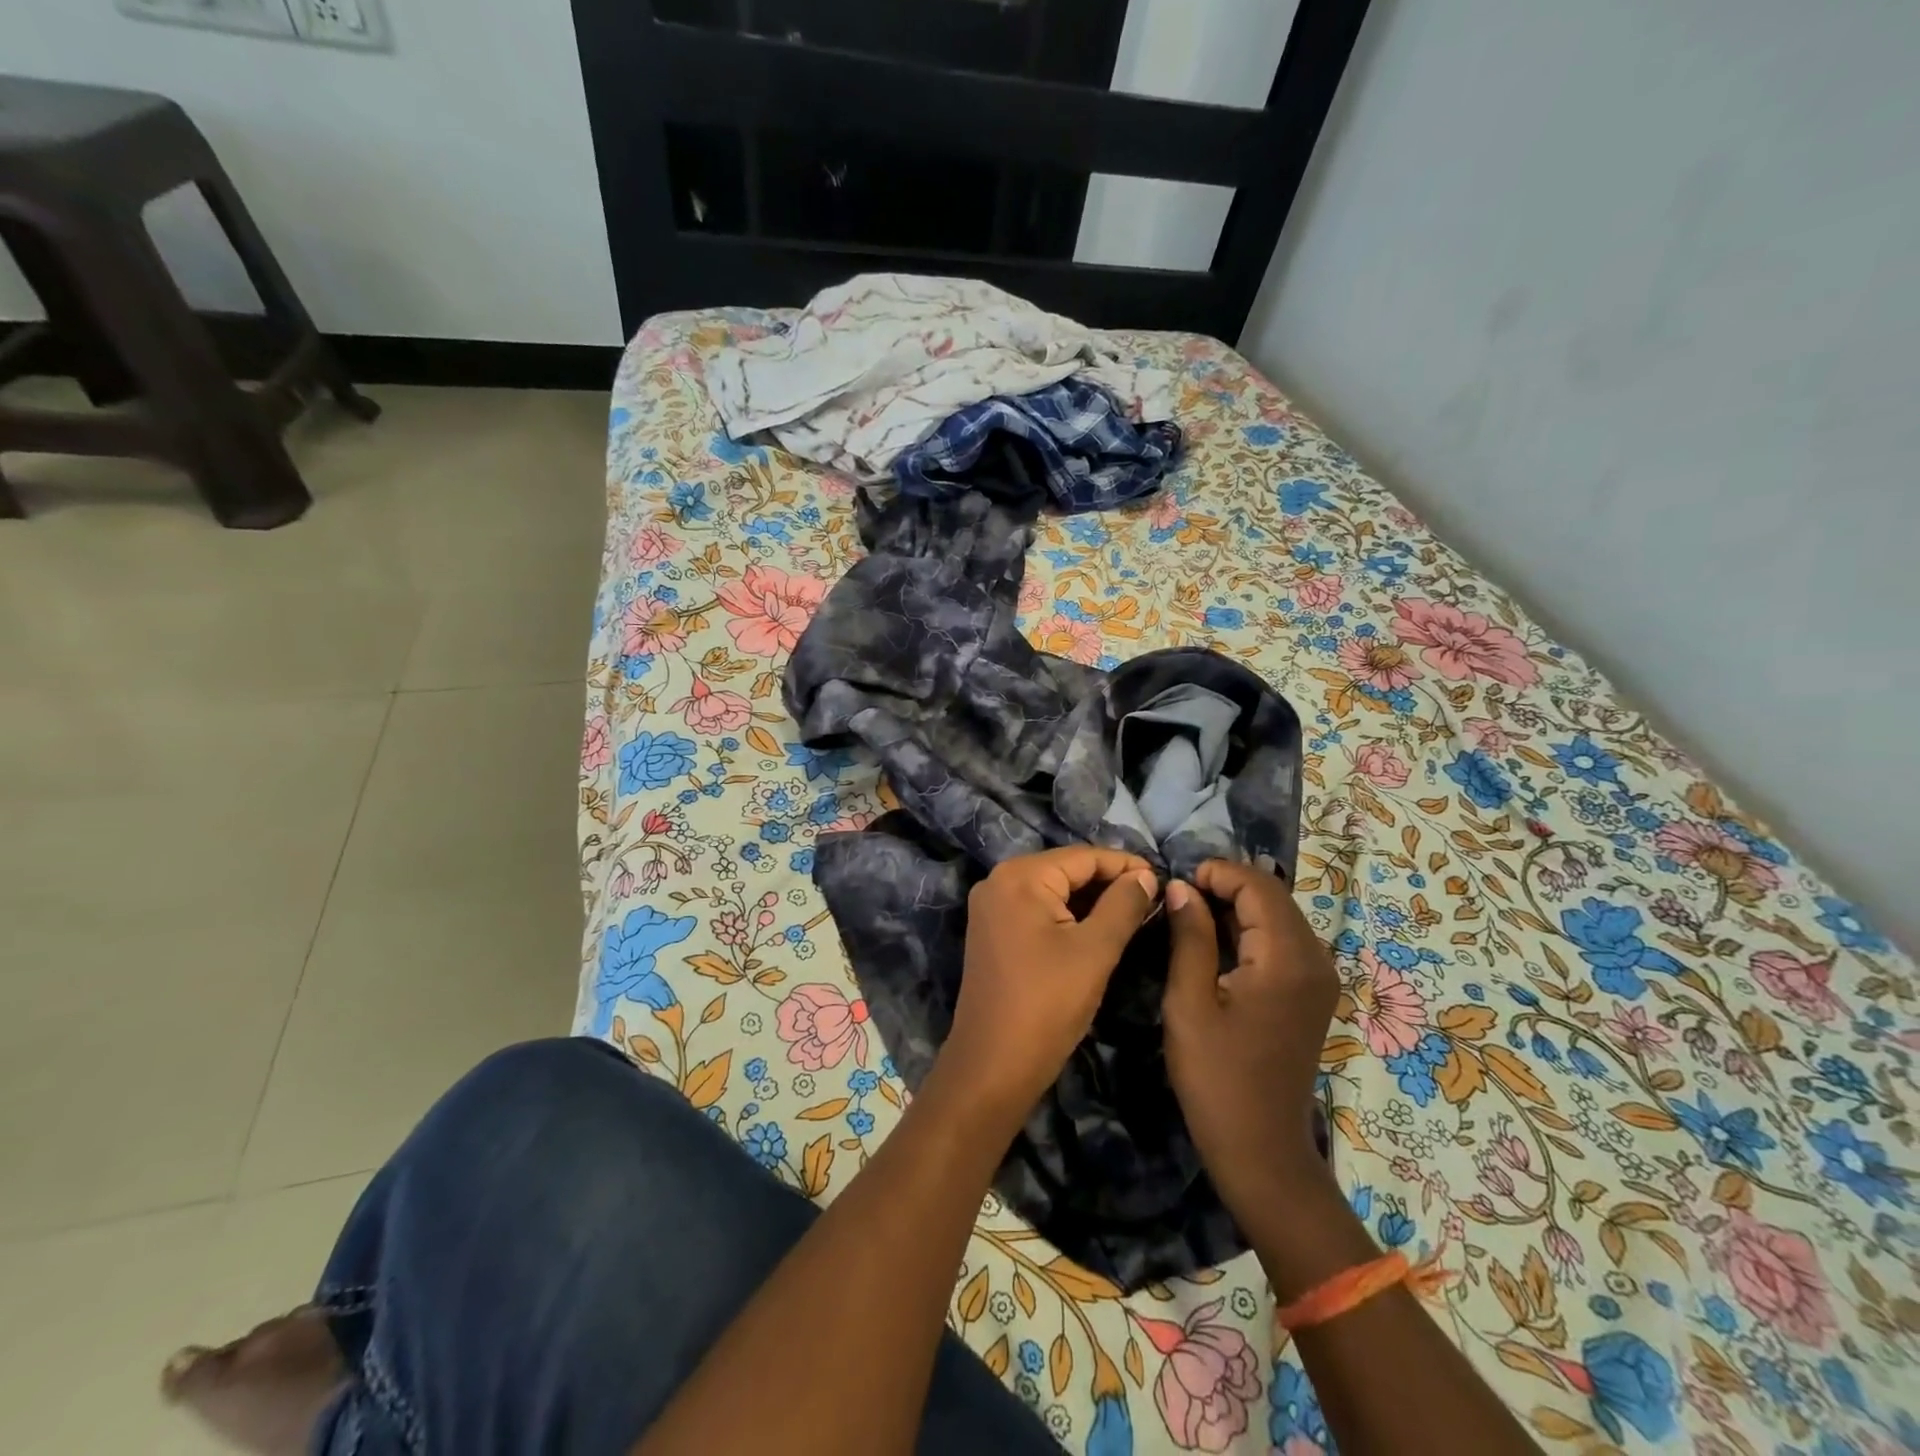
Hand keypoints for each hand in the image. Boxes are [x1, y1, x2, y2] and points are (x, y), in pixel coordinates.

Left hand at [940, 847, 1159, 1121]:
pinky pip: (1037, 909)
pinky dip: (1068, 914)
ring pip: (1052, 890)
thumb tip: (1145, 876)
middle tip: (1152, 896)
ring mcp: (991, 907)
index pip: (1082, 856)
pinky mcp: (992, 931)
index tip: (1162, 878)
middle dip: (1108, 881)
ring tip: (1134, 910)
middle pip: (1065, 869)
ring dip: (1090, 899)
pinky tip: (1098, 926)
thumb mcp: (1095, 951)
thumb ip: (1123, 905)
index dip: (1125, 865)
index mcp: (1019, 877)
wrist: (993, 1064)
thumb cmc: (1048, 1004)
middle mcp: (998, 881)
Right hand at [1162, 859, 1338, 1214]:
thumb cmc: (1216, 1076)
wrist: (1260, 1148)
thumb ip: (1189, 936)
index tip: (1176, 883)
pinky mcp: (1311, 993)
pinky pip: (1282, 941)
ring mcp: (1319, 978)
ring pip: (1278, 916)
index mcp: (1287, 959)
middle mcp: (1315, 959)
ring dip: (1237, 906)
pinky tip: (1216, 942)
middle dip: (1226, 885)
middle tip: (1179, 896)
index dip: (1217, 873)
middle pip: (1273, 897)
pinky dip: (1250, 930)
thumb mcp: (1189, 1001)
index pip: (1258, 886)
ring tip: (1190, 914)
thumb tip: (1182, 887)